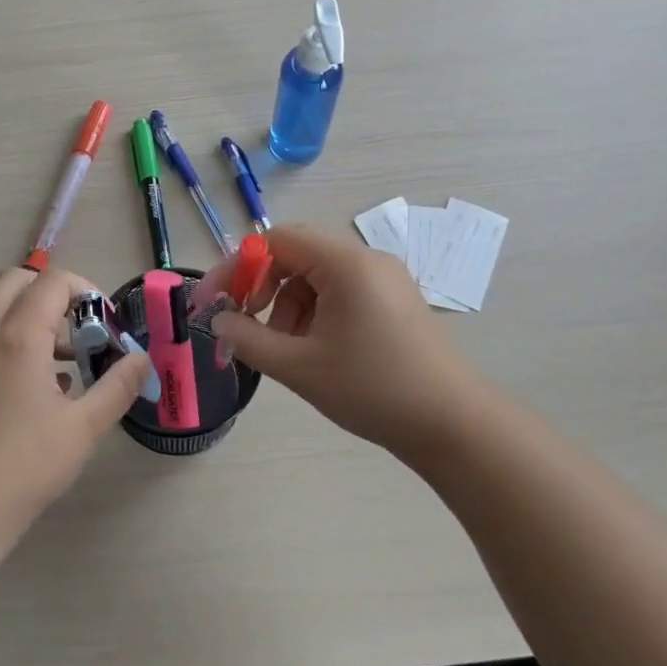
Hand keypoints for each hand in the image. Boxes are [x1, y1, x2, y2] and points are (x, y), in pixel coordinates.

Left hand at [0, 267, 150, 547]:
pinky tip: (41, 390)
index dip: (85, 291)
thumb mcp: (83, 429)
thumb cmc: (23, 468)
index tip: (106, 325)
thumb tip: (141, 359)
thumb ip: (117, 386)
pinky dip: (14, 340)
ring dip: (33, 318)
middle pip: (16, 281)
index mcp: (16, 338)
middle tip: (81, 330)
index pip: (51, 282)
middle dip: (53, 294)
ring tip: (67, 365)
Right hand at [209, 224, 487, 461]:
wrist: (453, 425)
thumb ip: (249, 339)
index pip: (276, 240)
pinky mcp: (394, 301)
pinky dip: (314, 313)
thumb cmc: (373, 390)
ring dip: (287, 305)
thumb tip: (218, 321)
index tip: (213, 301)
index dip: (237, 267)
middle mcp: (366, 259)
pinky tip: (313, 349)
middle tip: (243, 324)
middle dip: (261, 288)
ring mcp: (385, 279)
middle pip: (296, 255)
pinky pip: (340, 292)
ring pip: (316, 277)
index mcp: (346, 263)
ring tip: (282, 349)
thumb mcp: (299, 367)